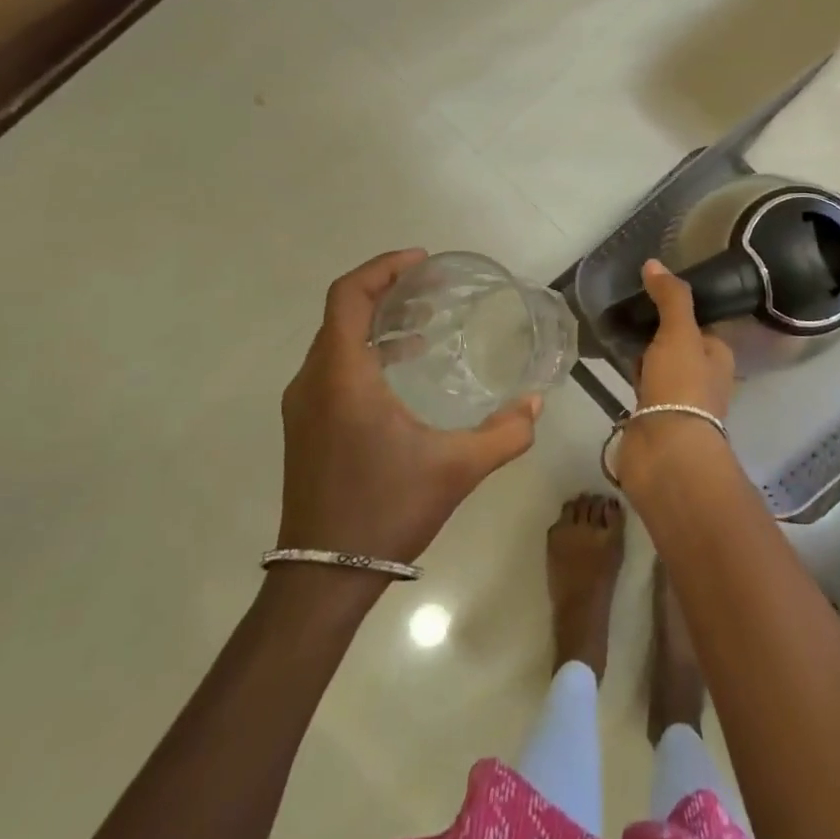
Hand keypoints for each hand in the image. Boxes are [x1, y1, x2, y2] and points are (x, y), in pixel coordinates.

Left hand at [278, 250, 540, 563]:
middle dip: (383, 290)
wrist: (324, 576)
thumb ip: (505, 433)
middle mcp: (313, 381)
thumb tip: (536, 404)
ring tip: (420, 324)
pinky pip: (331, 367)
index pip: (348, 296)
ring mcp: (303, 406)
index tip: (422, 262)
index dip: (382, 268)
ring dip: (373, 322)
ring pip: (334, 340)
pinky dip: (363, 351)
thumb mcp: (458, 469)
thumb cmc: (388, 510)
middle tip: (430, 288)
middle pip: (340, 312)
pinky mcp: (305, 426)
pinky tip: (400, 370)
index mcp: (342, 377)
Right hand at [616, 260, 735, 487]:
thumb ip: (670, 297)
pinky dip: (630, 373)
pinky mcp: (653, 415)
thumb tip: (654, 263)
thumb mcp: (680, 332)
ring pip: (658, 365)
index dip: (679, 306)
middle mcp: (702, 376)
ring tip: (613, 327)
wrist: (666, 451)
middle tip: (627, 307)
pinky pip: (641, 385)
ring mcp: (677, 398)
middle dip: (656, 329)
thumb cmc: (682, 386)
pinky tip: (612, 361)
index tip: (651, 289)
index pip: (700, 323)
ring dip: (641, 352)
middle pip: (678, 343)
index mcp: (718, 355)